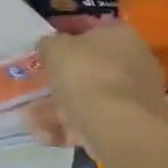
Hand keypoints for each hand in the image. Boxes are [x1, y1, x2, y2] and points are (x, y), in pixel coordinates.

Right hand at [26, 24, 167, 157]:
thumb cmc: (86, 75)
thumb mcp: (54, 49)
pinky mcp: (130, 125)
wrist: (118, 126)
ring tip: (32, 119)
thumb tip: (48, 47)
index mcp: (120, 35)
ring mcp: (135, 96)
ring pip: (88, 98)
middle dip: (59, 81)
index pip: (89, 31)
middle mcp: (134, 61)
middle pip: (88, 68)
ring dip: (57, 108)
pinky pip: (93, 121)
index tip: (42, 54)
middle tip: (34, 90)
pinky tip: (45, 135)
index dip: (63, 40)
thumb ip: (48, 44)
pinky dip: (69, 127)